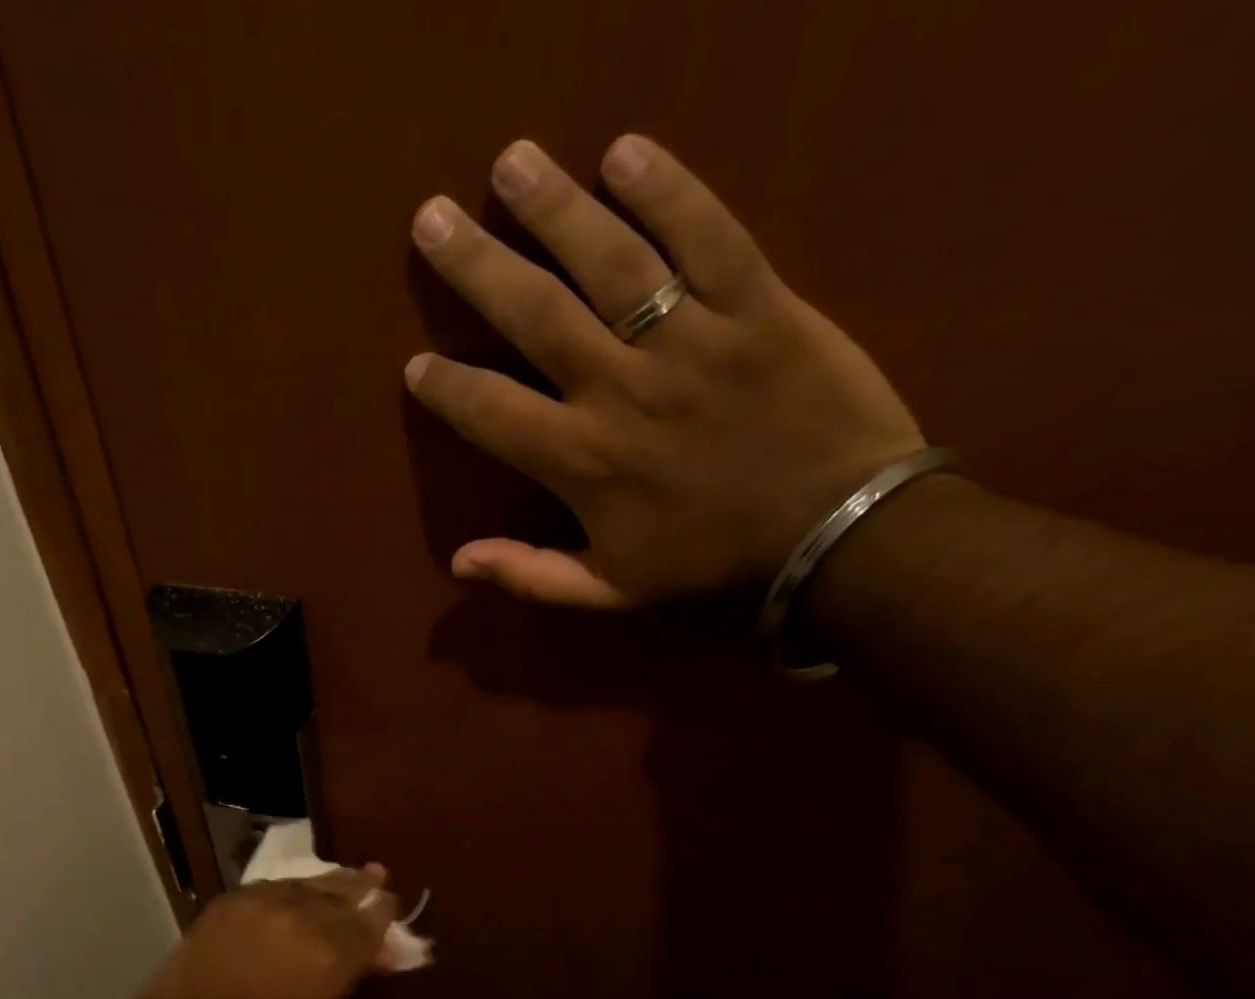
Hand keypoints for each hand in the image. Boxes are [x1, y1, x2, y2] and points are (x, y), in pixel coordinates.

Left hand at [137, 868, 400, 998]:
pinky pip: (278, 884)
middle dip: (364, 887)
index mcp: (330, 957)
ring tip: (352, 872)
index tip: (392, 902)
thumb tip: (378, 956)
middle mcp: (304, 919)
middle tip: (379, 875)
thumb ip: (348, 978)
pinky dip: (297, 886)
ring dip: (335, 880)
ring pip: (312, 883)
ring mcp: (268, 902)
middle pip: (344, 896)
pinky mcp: (238, 895)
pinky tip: (304, 886)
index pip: (369, 925)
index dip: (383, 913)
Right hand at [405, 135, 923, 607]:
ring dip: (555, 209)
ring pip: (610, 262)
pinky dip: (669, 191)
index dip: (447, 387)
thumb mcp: (611, 591)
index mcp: (583, 461)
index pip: (491, 412)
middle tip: (430, 218)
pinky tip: (624, 151)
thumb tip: (459, 562)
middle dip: (477, 265)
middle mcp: (622, 389)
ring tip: (511, 163)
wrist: (839, 532)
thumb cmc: (712, 562)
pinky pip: (709, 236)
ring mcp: (692, 341)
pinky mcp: (759, 305)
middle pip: (535, 315)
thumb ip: (532, 576)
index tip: (416, 364)